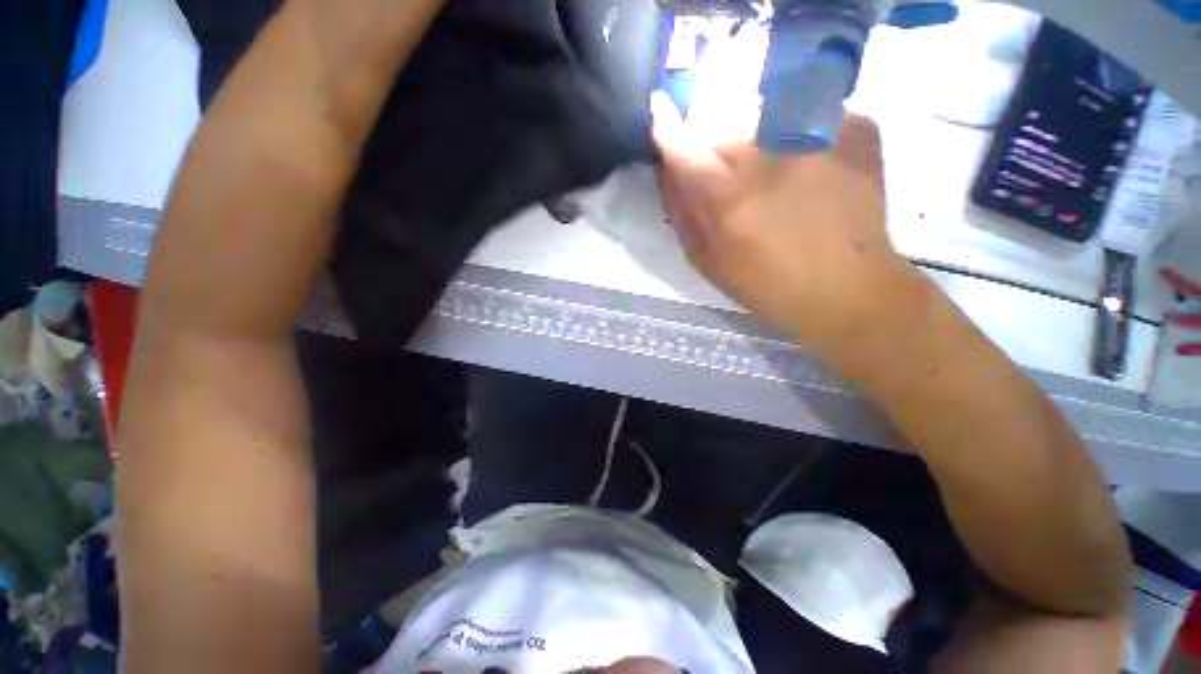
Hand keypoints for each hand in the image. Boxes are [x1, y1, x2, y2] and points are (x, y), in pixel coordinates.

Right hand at [652, 92, 925, 367]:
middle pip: (727, 133)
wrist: (847, 291)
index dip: (669, 130)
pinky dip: (806, 139)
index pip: (686, 148)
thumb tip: (669, 175)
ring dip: (760, 146)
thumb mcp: (710, 263)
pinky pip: (815, 120)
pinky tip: (815, 169)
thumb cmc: (768, 287)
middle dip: (716, 151)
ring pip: (768, 124)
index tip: (660, 112)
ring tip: (775, 182)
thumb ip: (684, 216)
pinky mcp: (856, 134)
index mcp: (729, 197)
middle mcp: (769, 157)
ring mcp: (817, 139)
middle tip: (729, 182)